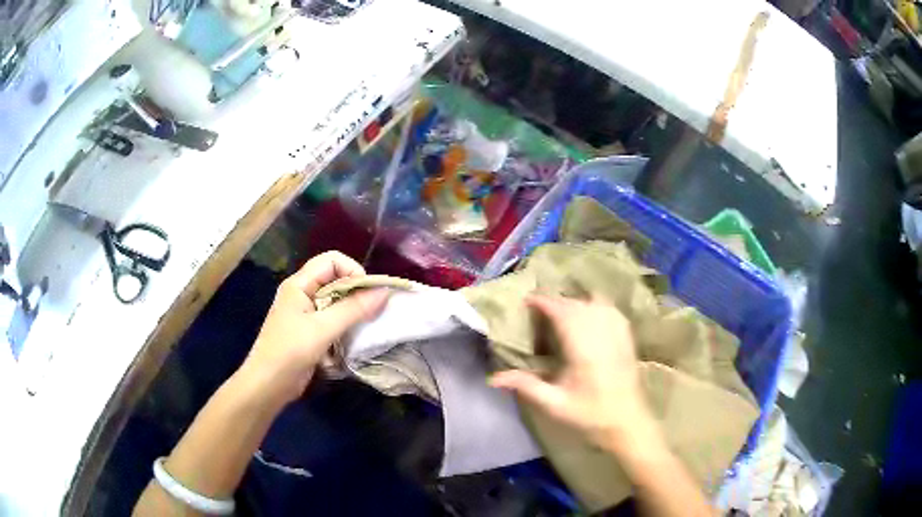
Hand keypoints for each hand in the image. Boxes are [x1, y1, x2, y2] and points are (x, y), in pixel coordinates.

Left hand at [240, 251, 388, 402]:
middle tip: (372, 311)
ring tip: (365, 325)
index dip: (353, 271)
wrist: (268, 385)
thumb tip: (384, 291)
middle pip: (335, 279)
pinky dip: (345, 324)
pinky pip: (332, 318)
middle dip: (356, 292)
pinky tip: (352, 338)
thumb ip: (353, 309)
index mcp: (299, 284)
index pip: (332, 260)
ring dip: (352, 310)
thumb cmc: (290, 351)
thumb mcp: (323, 329)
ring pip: (335, 300)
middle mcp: (302, 293)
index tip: (368, 294)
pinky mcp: (309, 331)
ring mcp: (305, 313)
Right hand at [489, 295, 660, 453]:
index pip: (562, 312)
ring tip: (562, 312)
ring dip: (576, 302)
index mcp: (582, 348)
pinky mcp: (627, 337)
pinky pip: (611, 310)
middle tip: (539, 311)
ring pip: (595, 303)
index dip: (544, 302)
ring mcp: (617, 333)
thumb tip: (493, 378)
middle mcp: (601, 333)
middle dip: (557, 302)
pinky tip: (589, 314)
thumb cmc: (590, 415)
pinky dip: (596, 305)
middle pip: (577, 304)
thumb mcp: (554, 404)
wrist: (628, 422)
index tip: (527, 301)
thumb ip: (526, 386)